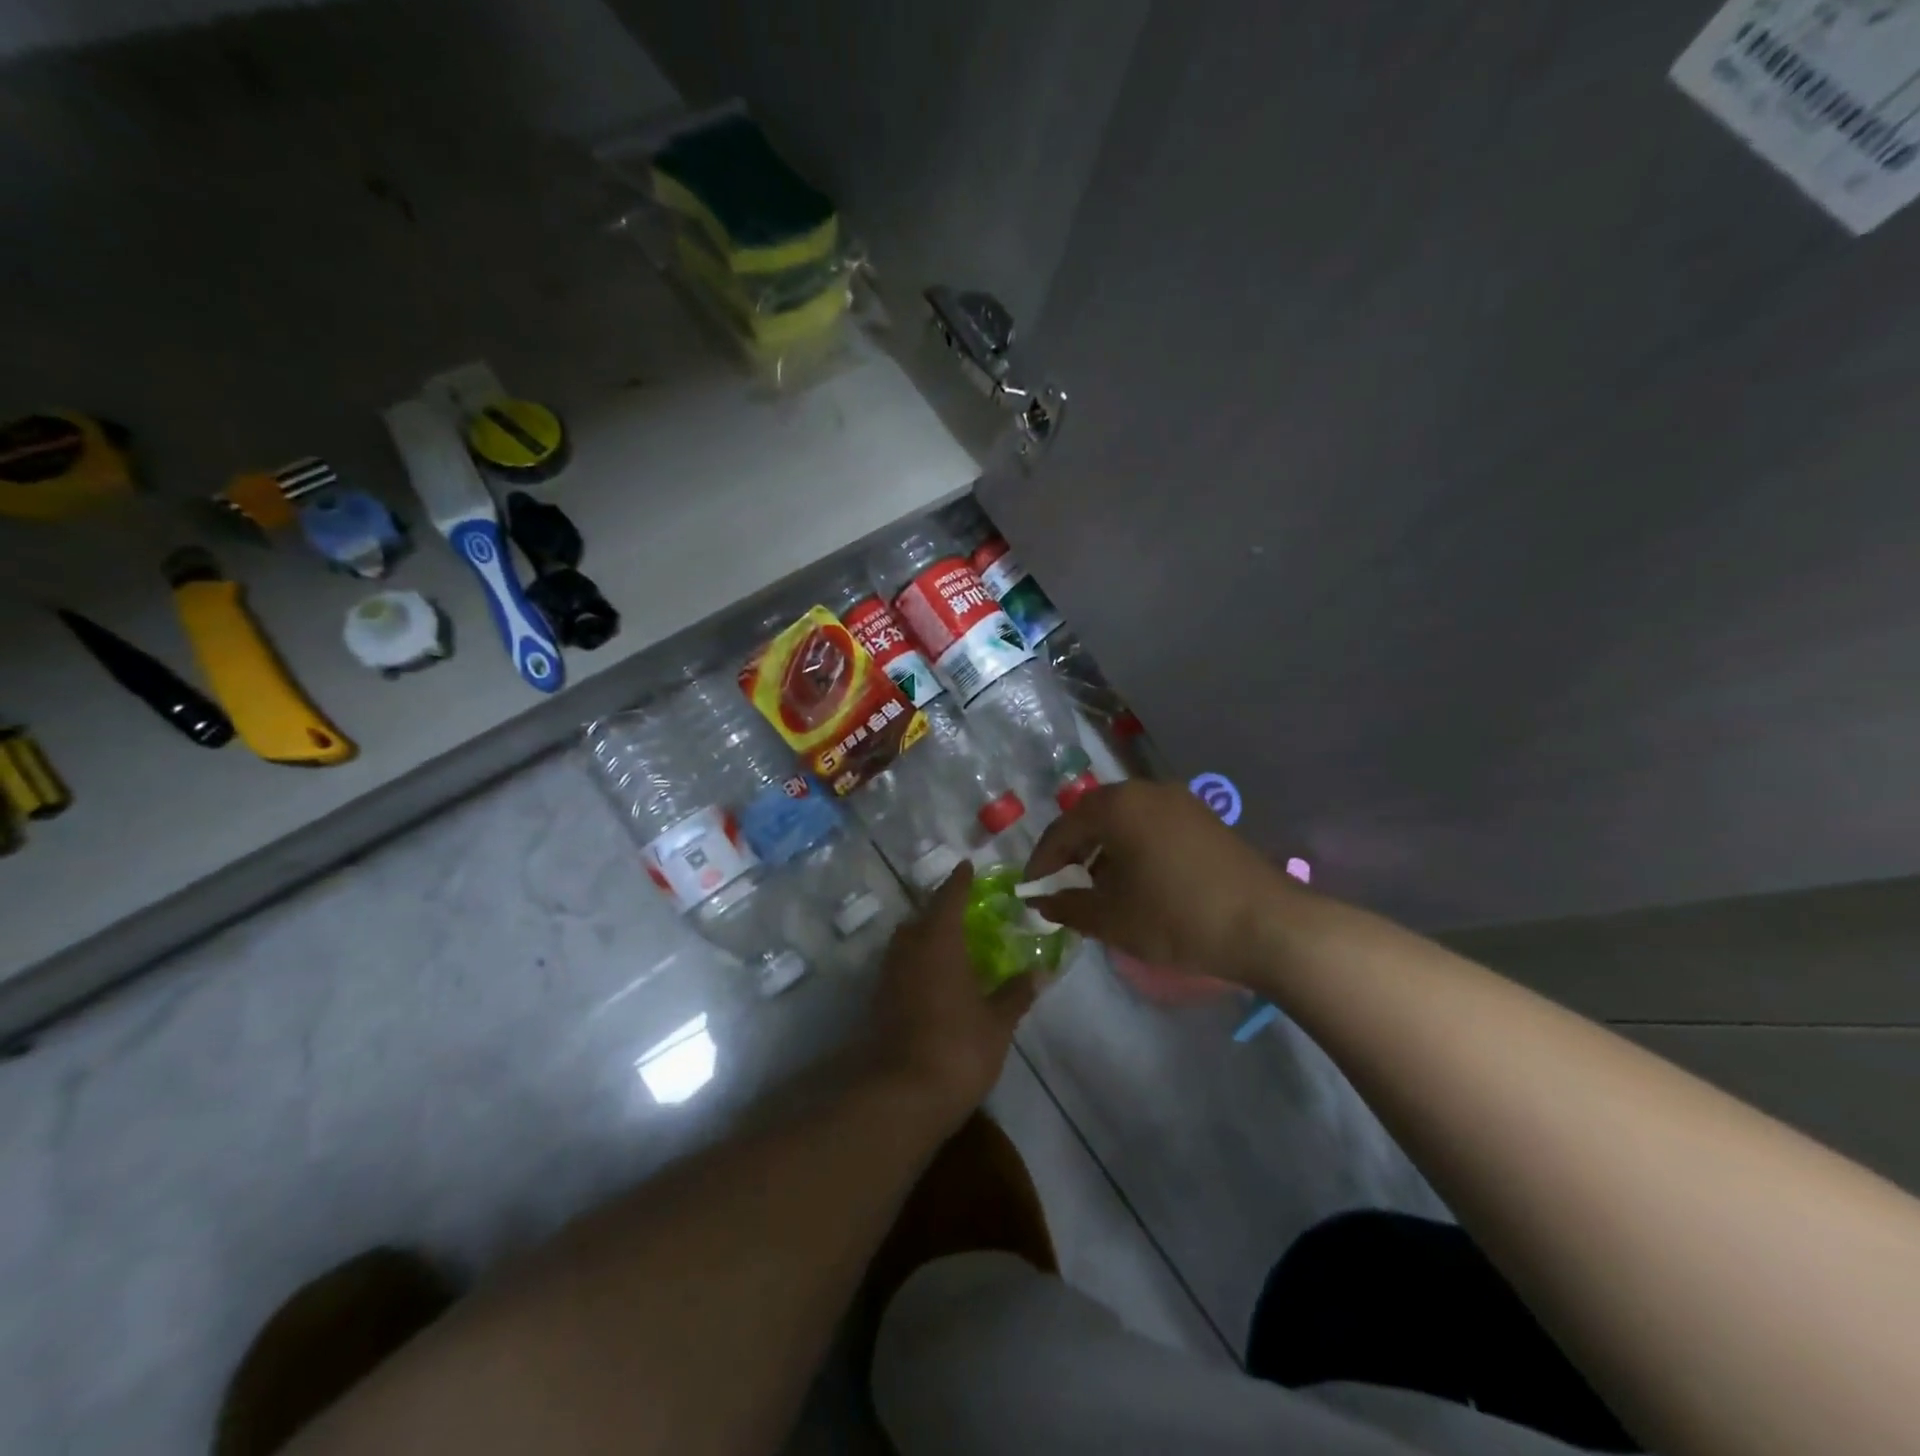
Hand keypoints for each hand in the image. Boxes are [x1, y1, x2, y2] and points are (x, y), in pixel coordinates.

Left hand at [865, 864, 1034, 1122]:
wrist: (901, 1094)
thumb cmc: (957, 1047)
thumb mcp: (997, 1022)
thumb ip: (1016, 993)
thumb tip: (1040, 972)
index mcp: (939, 941)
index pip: (949, 897)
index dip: (959, 881)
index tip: (967, 866)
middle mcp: (909, 949)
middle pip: (922, 917)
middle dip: (940, 909)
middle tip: (963, 909)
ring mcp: (889, 975)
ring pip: (906, 941)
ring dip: (925, 935)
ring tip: (951, 943)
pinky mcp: (880, 1001)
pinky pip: (901, 966)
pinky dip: (917, 962)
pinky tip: (934, 979)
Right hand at [1023, 780, 1302, 978]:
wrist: (1268, 926)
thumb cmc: (1177, 918)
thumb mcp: (1112, 919)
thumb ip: (1067, 906)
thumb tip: (1041, 901)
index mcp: (1117, 806)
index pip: (1063, 828)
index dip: (1042, 860)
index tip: (1031, 890)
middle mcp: (1146, 791)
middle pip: (1093, 816)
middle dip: (1073, 851)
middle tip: (1062, 885)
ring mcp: (1180, 801)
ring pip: (1125, 820)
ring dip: (1104, 849)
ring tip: (1098, 887)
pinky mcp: (1204, 819)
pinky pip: (1152, 825)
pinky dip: (1133, 847)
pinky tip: (1138, 881)